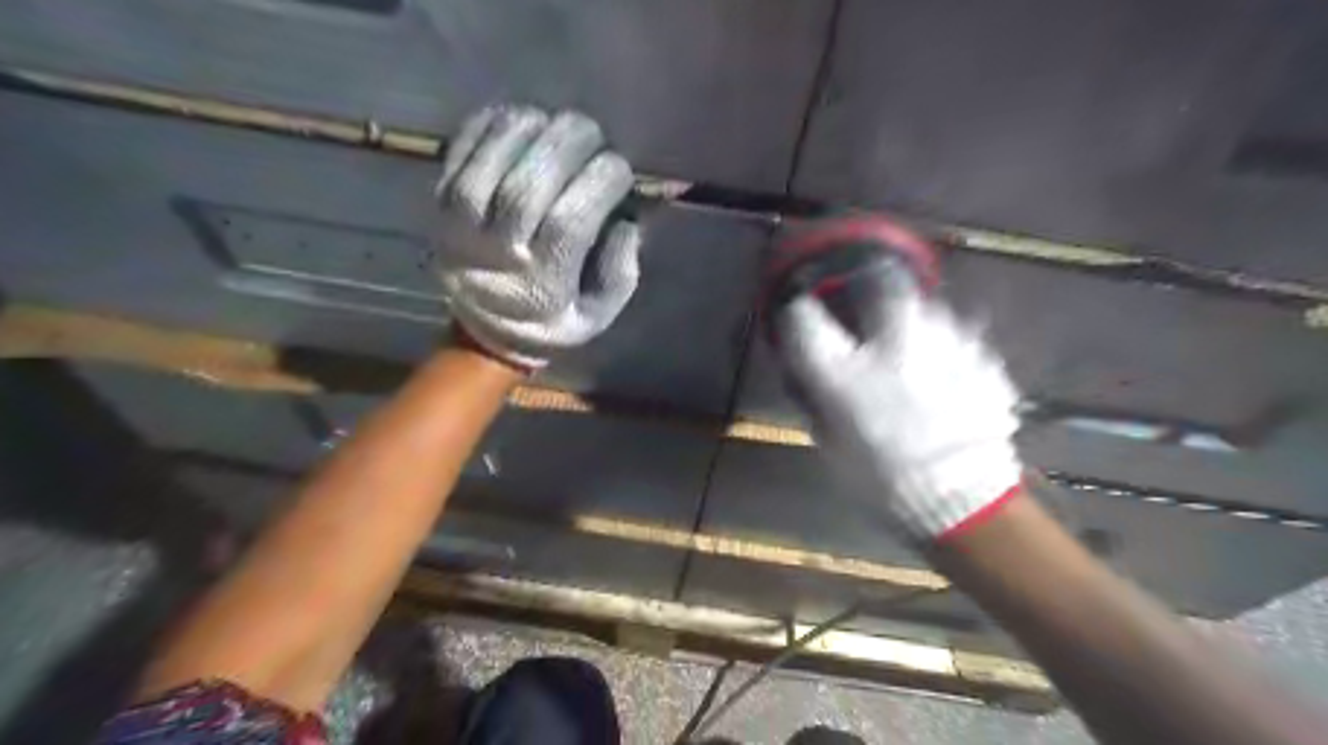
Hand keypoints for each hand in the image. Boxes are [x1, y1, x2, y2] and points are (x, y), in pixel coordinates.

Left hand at [436, 102, 642, 368]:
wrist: (482, 336)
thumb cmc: (550, 323)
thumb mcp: (597, 316)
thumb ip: (619, 274)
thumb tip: (627, 222)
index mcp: (541, 285)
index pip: (569, 223)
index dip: (598, 184)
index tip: (619, 168)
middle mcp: (497, 254)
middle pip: (527, 188)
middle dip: (565, 147)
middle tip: (592, 132)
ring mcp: (461, 228)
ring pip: (489, 166)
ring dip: (527, 131)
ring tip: (556, 121)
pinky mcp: (438, 208)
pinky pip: (458, 156)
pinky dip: (486, 126)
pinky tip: (517, 118)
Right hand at [774, 250, 1018, 541]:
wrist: (965, 504)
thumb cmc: (882, 481)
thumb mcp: (831, 442)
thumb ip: (815, 396)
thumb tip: (805, 367)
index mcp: (845, 375)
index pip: (804, 316)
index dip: (798, 308)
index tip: (801, 309)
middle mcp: (892, 347)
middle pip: (877, 281)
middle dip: (867, 279)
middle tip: (865, 293)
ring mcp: (944, 344)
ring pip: (923, 302)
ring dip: (909, 314)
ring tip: (908, 340)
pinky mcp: (981, 355)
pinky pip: (956, 331)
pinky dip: (942, 340)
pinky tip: (942, 366)